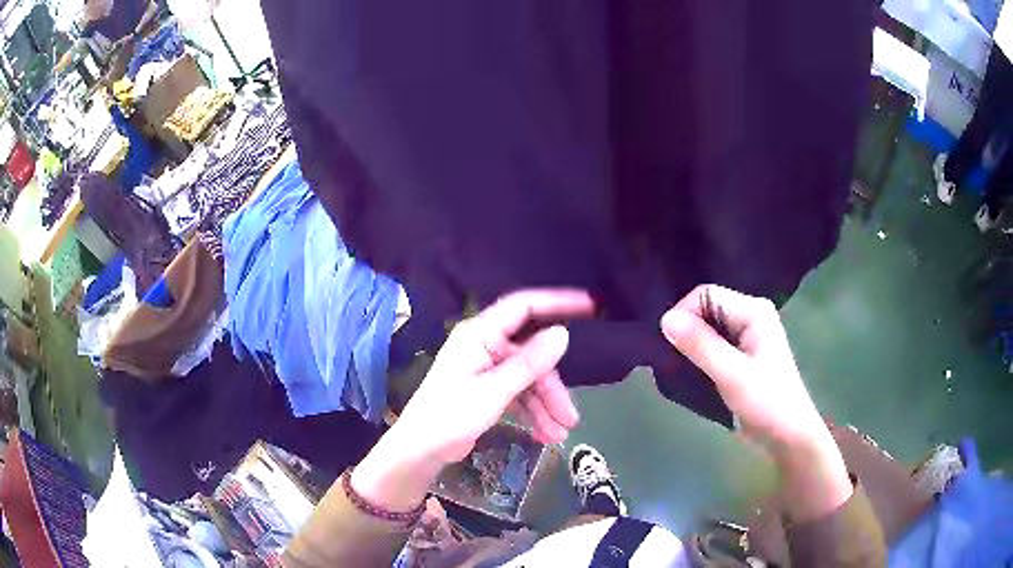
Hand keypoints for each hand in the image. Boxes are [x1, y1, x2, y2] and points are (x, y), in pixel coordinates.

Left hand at [397, 289, 593, 463]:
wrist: (421, 450)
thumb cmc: (450, 416)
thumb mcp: (493, 391)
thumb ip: (529, 363)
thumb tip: (563, 333)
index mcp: (480, 334)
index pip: (524, 307)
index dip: (558, 303)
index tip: (591, 307)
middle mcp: (486, 346)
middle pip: (532, 355)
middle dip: (552, 386)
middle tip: (571, 415)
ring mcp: (488, 369)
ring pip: (529, 379)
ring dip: (546, 405)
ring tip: (560, 433)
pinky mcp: (489, 390)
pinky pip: (519, 394)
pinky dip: (533, 412)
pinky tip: (546, 435)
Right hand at [660, 284, 851, 520]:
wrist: (789, 436)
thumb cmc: (766, 403)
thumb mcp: (732, 375)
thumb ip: (701, 345)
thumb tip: (665, 318)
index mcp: (753, 311)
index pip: (706, 294)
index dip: (684, 314)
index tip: (669, 345)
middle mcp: (750, 315)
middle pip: (706, 308)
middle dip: (686, 329)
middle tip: (671, 357)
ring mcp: (747, 334)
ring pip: (707, 327)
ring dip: (691, 344)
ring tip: (677, 365)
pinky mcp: (742, 354)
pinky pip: (713, 343)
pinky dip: (699, 354)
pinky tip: (690, 370)